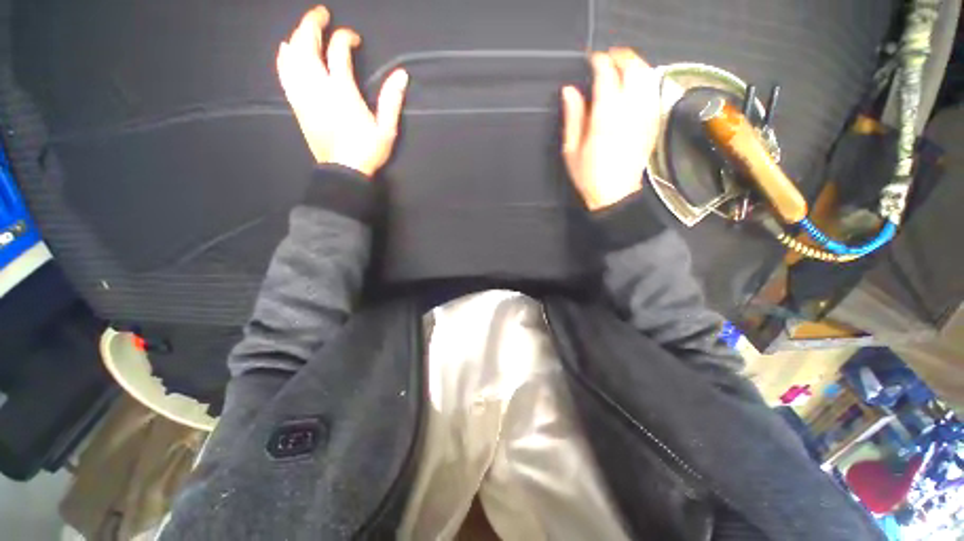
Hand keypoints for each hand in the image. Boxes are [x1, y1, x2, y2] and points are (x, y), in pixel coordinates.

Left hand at [277, 6, 408, 176]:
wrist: (343, 171)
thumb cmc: (367, 152)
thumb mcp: (386, 130)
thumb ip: (392, 101)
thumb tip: (401, 75)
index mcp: (342, 92)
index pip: (338, 51)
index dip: (345, 37)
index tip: (354, 38)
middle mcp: (318, 87)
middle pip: (307, 45)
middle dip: (312, 24)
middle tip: (322, 14)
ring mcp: (304, 95)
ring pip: (292, 56)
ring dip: (297, 36)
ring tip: (306, 28)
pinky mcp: (297, 105)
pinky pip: (284, 74)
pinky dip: (284, 57)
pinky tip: (286, 48)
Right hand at [561, 48, 660, 210]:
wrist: (616, 195)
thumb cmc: (588, 175)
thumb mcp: (571, 150)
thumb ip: (573, 117)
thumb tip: (569, 90)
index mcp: (605, 117)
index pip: (607, 75)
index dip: (600, 62)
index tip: (592, 60)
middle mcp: (629, 110)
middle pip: (633, 69)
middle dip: (621, 58)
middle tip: (608, 59)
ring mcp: (645, 115)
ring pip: (647, 76)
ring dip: (635, 65)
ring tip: (622, 68)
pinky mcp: (652, 122)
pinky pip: (653, 92)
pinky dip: (645, 80)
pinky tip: (635, 85)